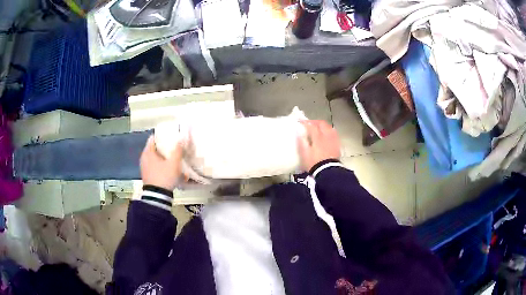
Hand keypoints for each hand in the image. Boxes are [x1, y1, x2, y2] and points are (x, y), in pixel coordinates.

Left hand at [140, 135, 183, 190]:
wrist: (157, 196)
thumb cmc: (164, 176)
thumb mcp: (174, 163)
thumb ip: (178, 150)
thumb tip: (181, 138)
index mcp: (148, 152)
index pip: (153, 138)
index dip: (162, 135)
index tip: (170, 135)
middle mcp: (144, 157)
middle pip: (154, 147)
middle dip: (163, 146)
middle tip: (174, 145)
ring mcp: (144, 167)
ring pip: (154, 157)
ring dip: (162, 156)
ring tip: (172, 156)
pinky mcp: (147, 174)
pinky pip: (153, 164)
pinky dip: (160, 163)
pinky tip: (168, 166)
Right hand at [297, 120, 340, 171]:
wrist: (328, 172)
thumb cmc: (314, 163)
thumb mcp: (304, 154)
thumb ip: (302, 141)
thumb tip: (299, 132)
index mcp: (318, 137)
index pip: (311, 125)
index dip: (305, 122)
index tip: (300, 122)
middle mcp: (327, 135)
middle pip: (322, 124)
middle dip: (315, 122)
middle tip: (309, 124)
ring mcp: (333, 140)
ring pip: (329, 127)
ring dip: (323, 126)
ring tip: (318, 128)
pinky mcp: (337, 145)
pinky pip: (333, 134)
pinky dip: (328, 132)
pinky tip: (326, 136)